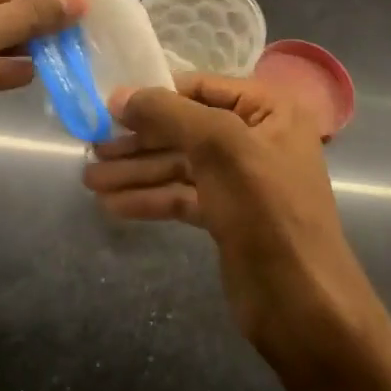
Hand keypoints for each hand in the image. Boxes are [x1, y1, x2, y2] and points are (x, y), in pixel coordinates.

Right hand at [82, 73, 377, 360]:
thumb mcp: (219, 146)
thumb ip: (168, 113)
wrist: (301, 303)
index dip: (155, 95)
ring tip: (89, 180)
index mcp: (269, 110)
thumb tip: (119, 94)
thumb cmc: (266, 209)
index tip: (109, 106)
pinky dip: (149, 198)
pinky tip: (112, 205)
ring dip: (136, 172)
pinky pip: (181, 196)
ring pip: (178, 165)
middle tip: (91, 147)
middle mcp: (256, 138)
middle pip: (185, 129)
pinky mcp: (226, 216)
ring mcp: (241, 180)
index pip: (201, 88)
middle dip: (138, 141)